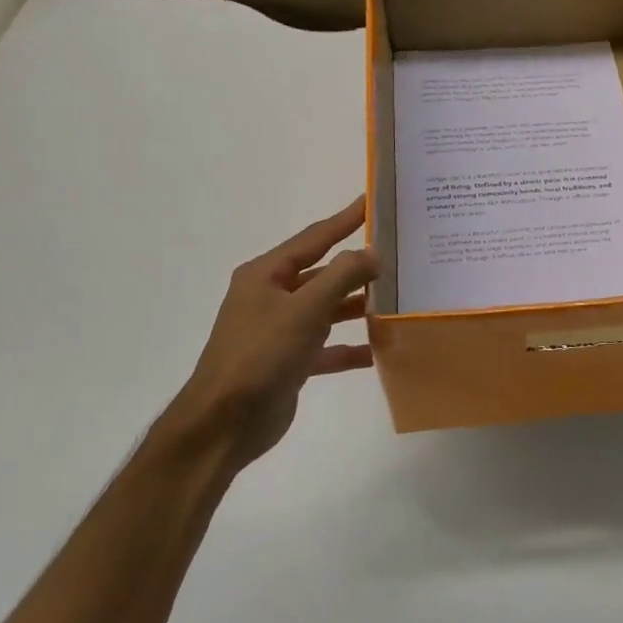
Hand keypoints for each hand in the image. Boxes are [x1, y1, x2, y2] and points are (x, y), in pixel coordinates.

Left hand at [161, 196, 376, 472]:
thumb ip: (342, 276)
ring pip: (326, 311)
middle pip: (322, 274)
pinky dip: (349, 348)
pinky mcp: (289, 363)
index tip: (372, 201)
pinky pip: (326, 348)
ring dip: (357, 308)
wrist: (226, 421)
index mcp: (266, 275)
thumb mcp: (305, 309)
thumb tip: (373, 253)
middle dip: (357, 268)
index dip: (344, 219)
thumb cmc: (262, 354)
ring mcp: (279, 331)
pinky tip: (378, 352)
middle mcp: (271, 298)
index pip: (313, 238)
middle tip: (397, 256)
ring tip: (396, 301)